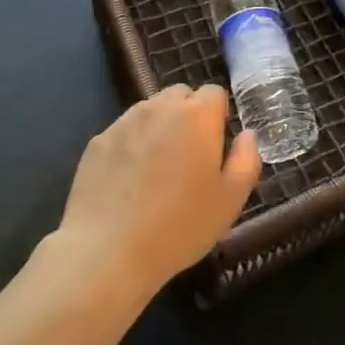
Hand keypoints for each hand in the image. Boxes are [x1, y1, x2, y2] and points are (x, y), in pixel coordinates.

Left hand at [55, 84, 261, 297]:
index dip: (218, 116)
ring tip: (157, 171)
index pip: (214, 92)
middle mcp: (160, 108)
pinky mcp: (97, 142)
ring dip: (159, 128)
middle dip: (188, 115)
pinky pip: (123, 132)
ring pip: (150, 111)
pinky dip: (131, 146)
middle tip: (189, 157)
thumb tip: (247, 135)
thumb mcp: (231, 200)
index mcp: (197, 116)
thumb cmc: (180, 226)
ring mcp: (124, 122)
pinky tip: (128, 183)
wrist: (107, 252)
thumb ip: (246, 159)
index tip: (215, 146)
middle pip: (180, 95)